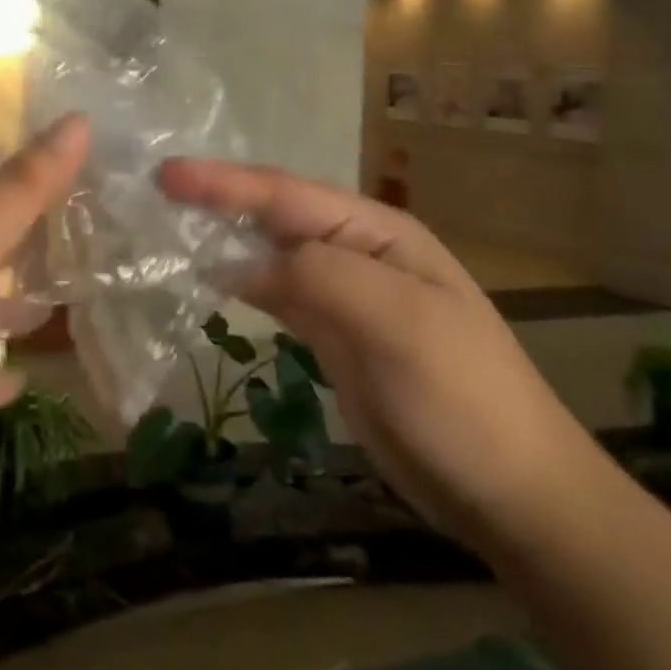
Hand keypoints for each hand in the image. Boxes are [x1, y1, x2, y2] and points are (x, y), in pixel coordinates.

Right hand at [159, 158, 607, 552]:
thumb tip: (244, 262)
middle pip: (275, 216)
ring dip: (224, 237)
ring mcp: (345, 295)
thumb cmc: (462, 397)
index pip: (287, 195)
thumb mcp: (398, 323)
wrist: (512, 495)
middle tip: (157, 191)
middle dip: (219, 199)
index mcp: (376, 232)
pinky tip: (211, 280)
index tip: (167, 174)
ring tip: (170, 227)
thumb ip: (320, 275)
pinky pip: (277, 296)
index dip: (225, 183)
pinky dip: (241, 283)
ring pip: (271, 254)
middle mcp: (357, 253)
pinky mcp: (333, 337)